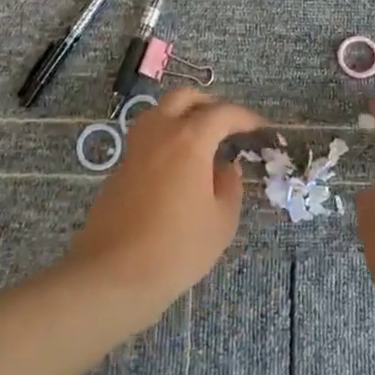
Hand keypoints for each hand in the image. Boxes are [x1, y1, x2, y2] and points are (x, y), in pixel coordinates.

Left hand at [65, 89, 264, 323]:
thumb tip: (225, 168)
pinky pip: (148, 138)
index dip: (245, 117)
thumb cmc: (177, 248)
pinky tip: (178, 166)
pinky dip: (166, 138)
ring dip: (183, 116)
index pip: (222, 113)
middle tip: (227, 124)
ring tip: (202, 140)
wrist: (114, 274)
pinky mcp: (119, 169)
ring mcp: (135, 149)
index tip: (259, 128)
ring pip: (160, 113)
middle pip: (184, 99)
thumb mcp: (222, 221)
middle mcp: (160, 133)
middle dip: (209, 104)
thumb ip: (230, 186)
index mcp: (189, 139)